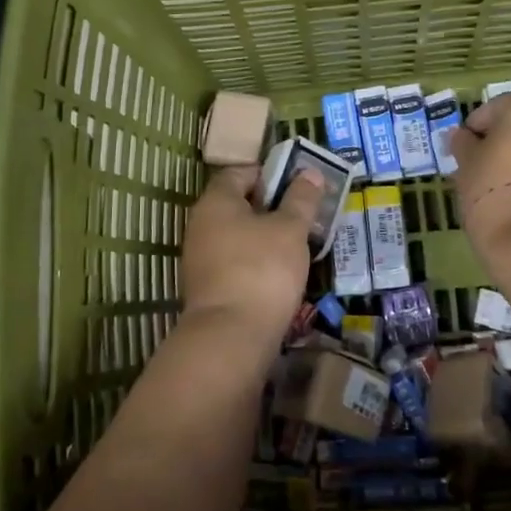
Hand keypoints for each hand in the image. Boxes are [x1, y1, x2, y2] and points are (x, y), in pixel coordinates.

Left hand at [181, 166, 323, 339]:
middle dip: (270, 207)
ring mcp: (200, 259)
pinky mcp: (208, 288)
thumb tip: (309, 172)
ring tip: (297, 244)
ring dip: (265, 236)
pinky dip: (256, 262)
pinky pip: (235, 262)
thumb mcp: (290, 229)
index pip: (239, 172)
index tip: (296, 185)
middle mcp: (201, 225)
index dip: (269, 174)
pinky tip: (280, 273)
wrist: (231, 337)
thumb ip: (300, 199)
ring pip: (237, 236)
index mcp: (216, 201)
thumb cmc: (262, 269)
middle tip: (303, 214)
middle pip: (237, 204)